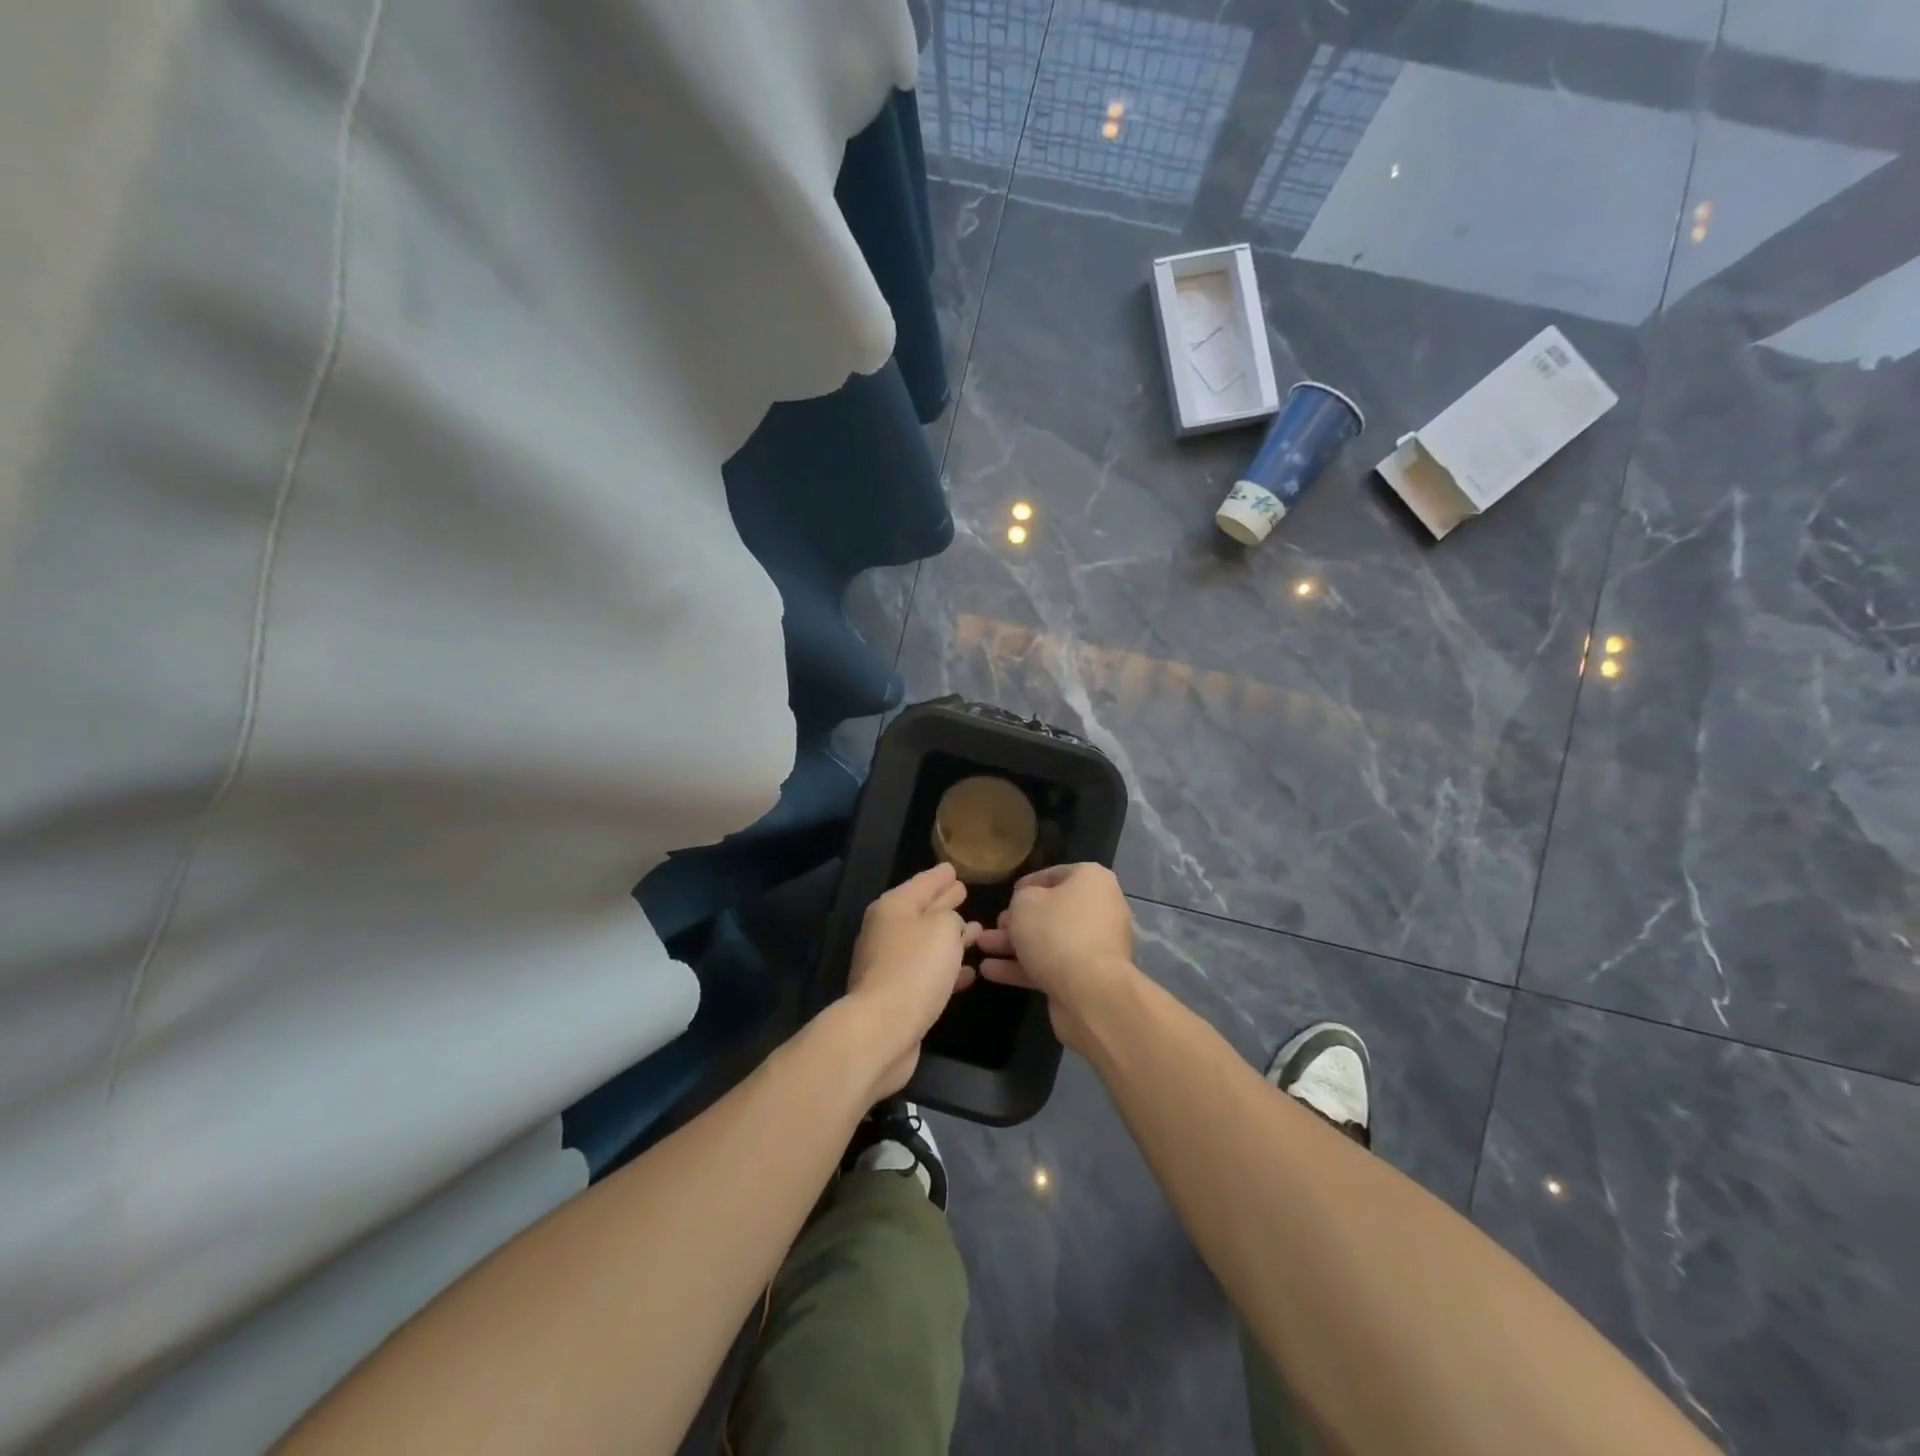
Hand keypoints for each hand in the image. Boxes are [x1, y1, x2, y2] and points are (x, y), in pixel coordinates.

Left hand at [843, 863, 980, 1098]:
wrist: (883, 1028)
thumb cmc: (915, 968)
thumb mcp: (942, 928)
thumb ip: (951, 917)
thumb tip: (952, 925)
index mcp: (893, 907)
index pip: (922, 883)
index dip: (939, 876)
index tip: (953, 868)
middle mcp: (887, 931)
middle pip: (921, 910)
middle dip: (944, 903)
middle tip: (964, 892)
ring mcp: (889, 964)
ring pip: (926, 942)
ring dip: (950, 938)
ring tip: (976, 932)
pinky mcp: (897, 994)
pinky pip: (927, 971)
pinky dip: (947, 968)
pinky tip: (969, 973)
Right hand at [974, 863, 1137, 1052]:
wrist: (1090, 992)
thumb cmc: (1056, 932)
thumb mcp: (1025, 903)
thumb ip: (1021, 898)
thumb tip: (1026, 905)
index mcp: (1092, 881)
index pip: (1055, 874)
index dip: (1027, 884)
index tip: (1006, 896)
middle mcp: (1100, 909)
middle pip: (1052, 911)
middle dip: (1017, 920)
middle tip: (992, 926)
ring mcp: (1095, 946)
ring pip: (1049, 940)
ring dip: (1014, 945)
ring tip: (981, 947)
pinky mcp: (1087, 977)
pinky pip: (1052, 965)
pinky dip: (1024, 967)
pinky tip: (991, 971)